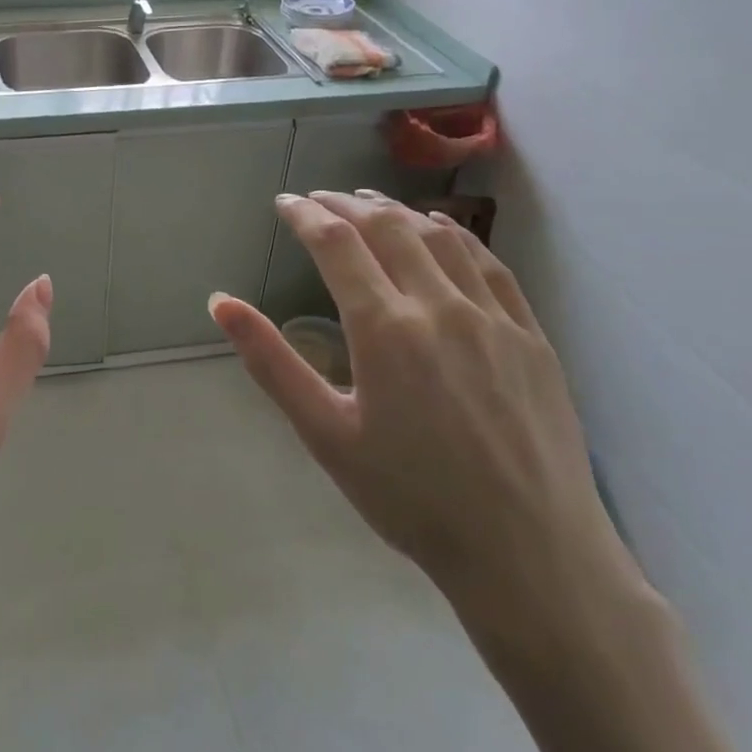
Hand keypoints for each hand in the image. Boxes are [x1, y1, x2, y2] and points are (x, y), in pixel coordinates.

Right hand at [209, 192, 637, 635]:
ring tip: (369, 202)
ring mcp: (493, 316)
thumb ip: (271, 361)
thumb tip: (220, 302)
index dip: (304, 214)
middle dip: (344, 203)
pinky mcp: (531, 335)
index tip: (284, 202)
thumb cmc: (411, 498)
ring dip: (397, 209)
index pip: (335, 243)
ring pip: (439, 235)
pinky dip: (456, 234)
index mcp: (384, 328)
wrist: (529, 553)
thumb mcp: (325, 433)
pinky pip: (490, 264)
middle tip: (317, 198)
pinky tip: (442, 230)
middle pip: (386, 227)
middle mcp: (439, 305)